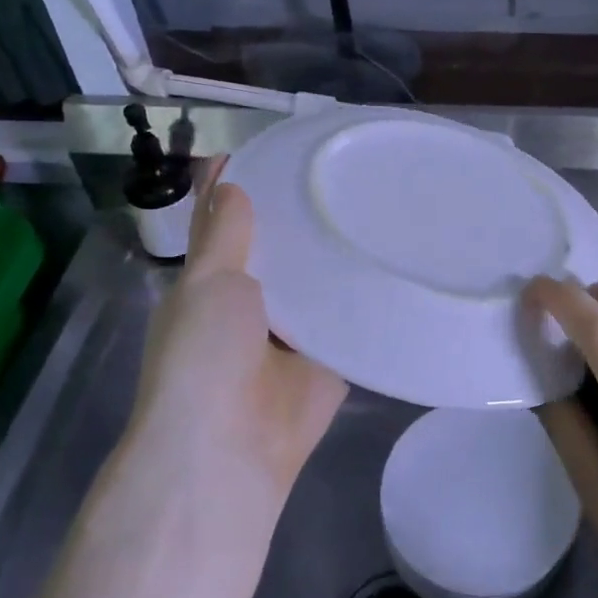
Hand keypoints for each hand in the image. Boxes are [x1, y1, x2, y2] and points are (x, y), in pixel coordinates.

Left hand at [128, 159, 347, 526]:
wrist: (230, 447)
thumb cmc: (203, 356)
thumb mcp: (207, 283)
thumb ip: (222, 234)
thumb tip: (228, 182)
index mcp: (211, 287)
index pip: (226, 226)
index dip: (241, 190)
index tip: (275, 149)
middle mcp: (251, 307)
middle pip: (279, 253)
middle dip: (301, 219)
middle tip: (343, 170)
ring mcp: (292, 336)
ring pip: (316, 285)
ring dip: (335, 257)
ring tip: (376, 202)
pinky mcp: (329, 361)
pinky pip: (349, 321)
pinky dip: (364, 299)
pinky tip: (394, 260)